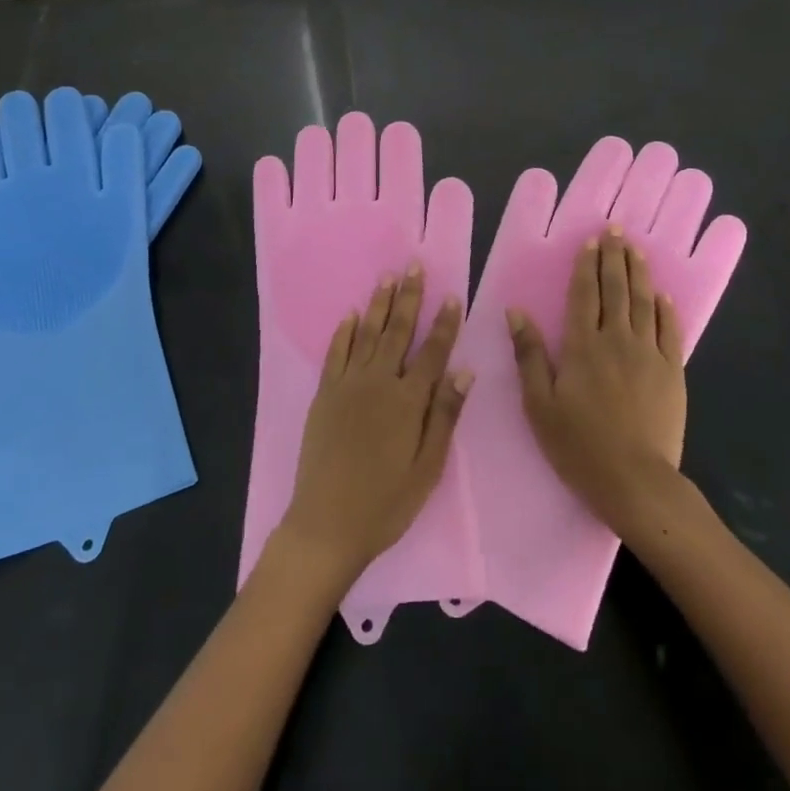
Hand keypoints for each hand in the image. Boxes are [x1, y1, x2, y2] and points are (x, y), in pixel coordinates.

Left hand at [278, 266, 470, 582]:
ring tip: (387, 278)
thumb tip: (464, 370)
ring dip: (379, 305)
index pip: (432, 352)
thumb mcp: (428, 467)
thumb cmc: (386, 502)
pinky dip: (344, 332)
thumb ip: (445, 415)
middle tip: (414, 267)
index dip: (444, 324)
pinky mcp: (325, 395)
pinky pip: (336, 354)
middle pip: (397, 332)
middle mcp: (378, 383)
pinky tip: (351, 315)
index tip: (452, 296)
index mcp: (408, 401)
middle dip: (409, 298)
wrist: (327, 523)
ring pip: (367, 335)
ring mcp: (347, 386)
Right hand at [510, 228, 686, 537]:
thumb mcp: (540, 404)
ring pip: (645, 302)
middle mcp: (617, 340)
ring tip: (636, 249)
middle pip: (617, 289)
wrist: (635, 481)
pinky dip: (666, 309)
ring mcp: (649, 354)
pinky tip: (663, 295)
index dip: (587, 265)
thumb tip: (516, 312)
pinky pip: (670, 331)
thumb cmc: (579, 445)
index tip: (591, 241)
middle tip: (616, 230)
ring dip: (639, 272)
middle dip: (614, 257)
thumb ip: (530, 355)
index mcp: (583, 346)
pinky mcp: (672, 372)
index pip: (585, 294)